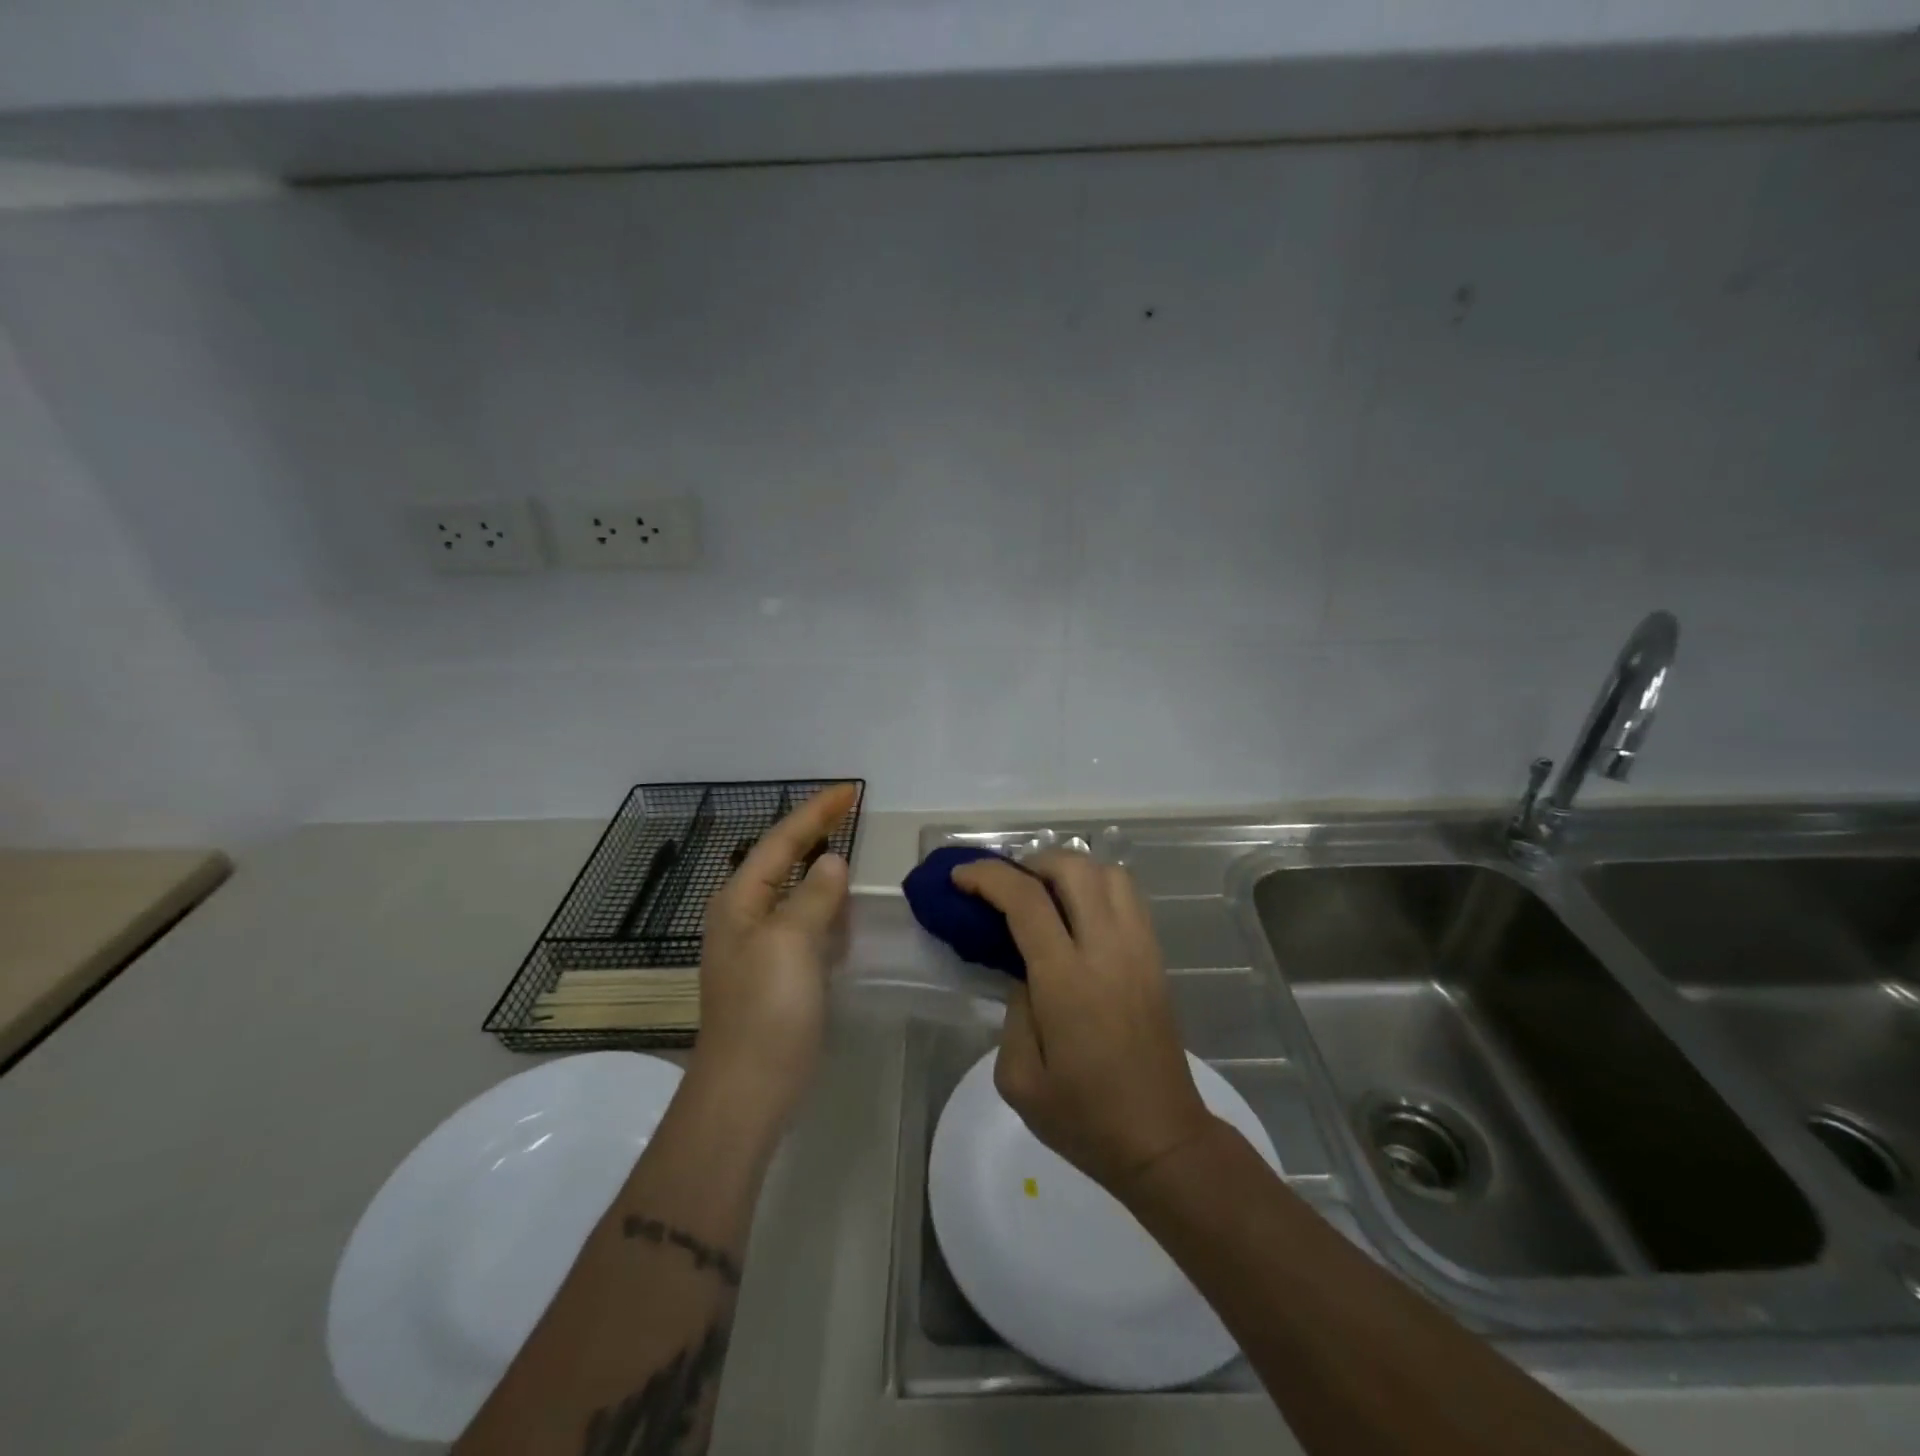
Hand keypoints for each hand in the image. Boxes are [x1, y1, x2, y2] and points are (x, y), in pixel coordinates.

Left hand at [693, 784, 857, 1127]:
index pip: (781, 840)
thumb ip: (813, 895)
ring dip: (820, 869)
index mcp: (740, 900)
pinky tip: (844, 910)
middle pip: (784, 860)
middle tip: (851, 812)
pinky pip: (806, 924)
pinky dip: (826, 908)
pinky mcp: (779, 973)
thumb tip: (832, 861)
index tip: (850, 790)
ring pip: (795, 892)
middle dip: (815, 833)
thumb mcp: (791, 942)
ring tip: (848, 847)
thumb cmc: (767, 1009)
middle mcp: (745, 916)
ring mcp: (761, 947)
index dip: (815, 812)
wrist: (748, 1090)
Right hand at [951, 849, 1216, 1195]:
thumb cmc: (1084, 1118)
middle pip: (1074, 868)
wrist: (1162, 1141)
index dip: (988, 877)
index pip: (1026, 901)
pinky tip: (1077, 914)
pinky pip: (1129, 897)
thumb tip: (1023, 970)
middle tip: (1006, 886)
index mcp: (1067, 981)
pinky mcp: (1156, 958)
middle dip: (1031, 862)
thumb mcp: (1019, 1077)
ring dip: (1069, 869)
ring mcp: (1139, 950)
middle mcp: (1107, 951)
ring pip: (1109, 873)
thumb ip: (1013, 1010)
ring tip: (1043, 894)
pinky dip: (1097, 886)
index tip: (961, 878)